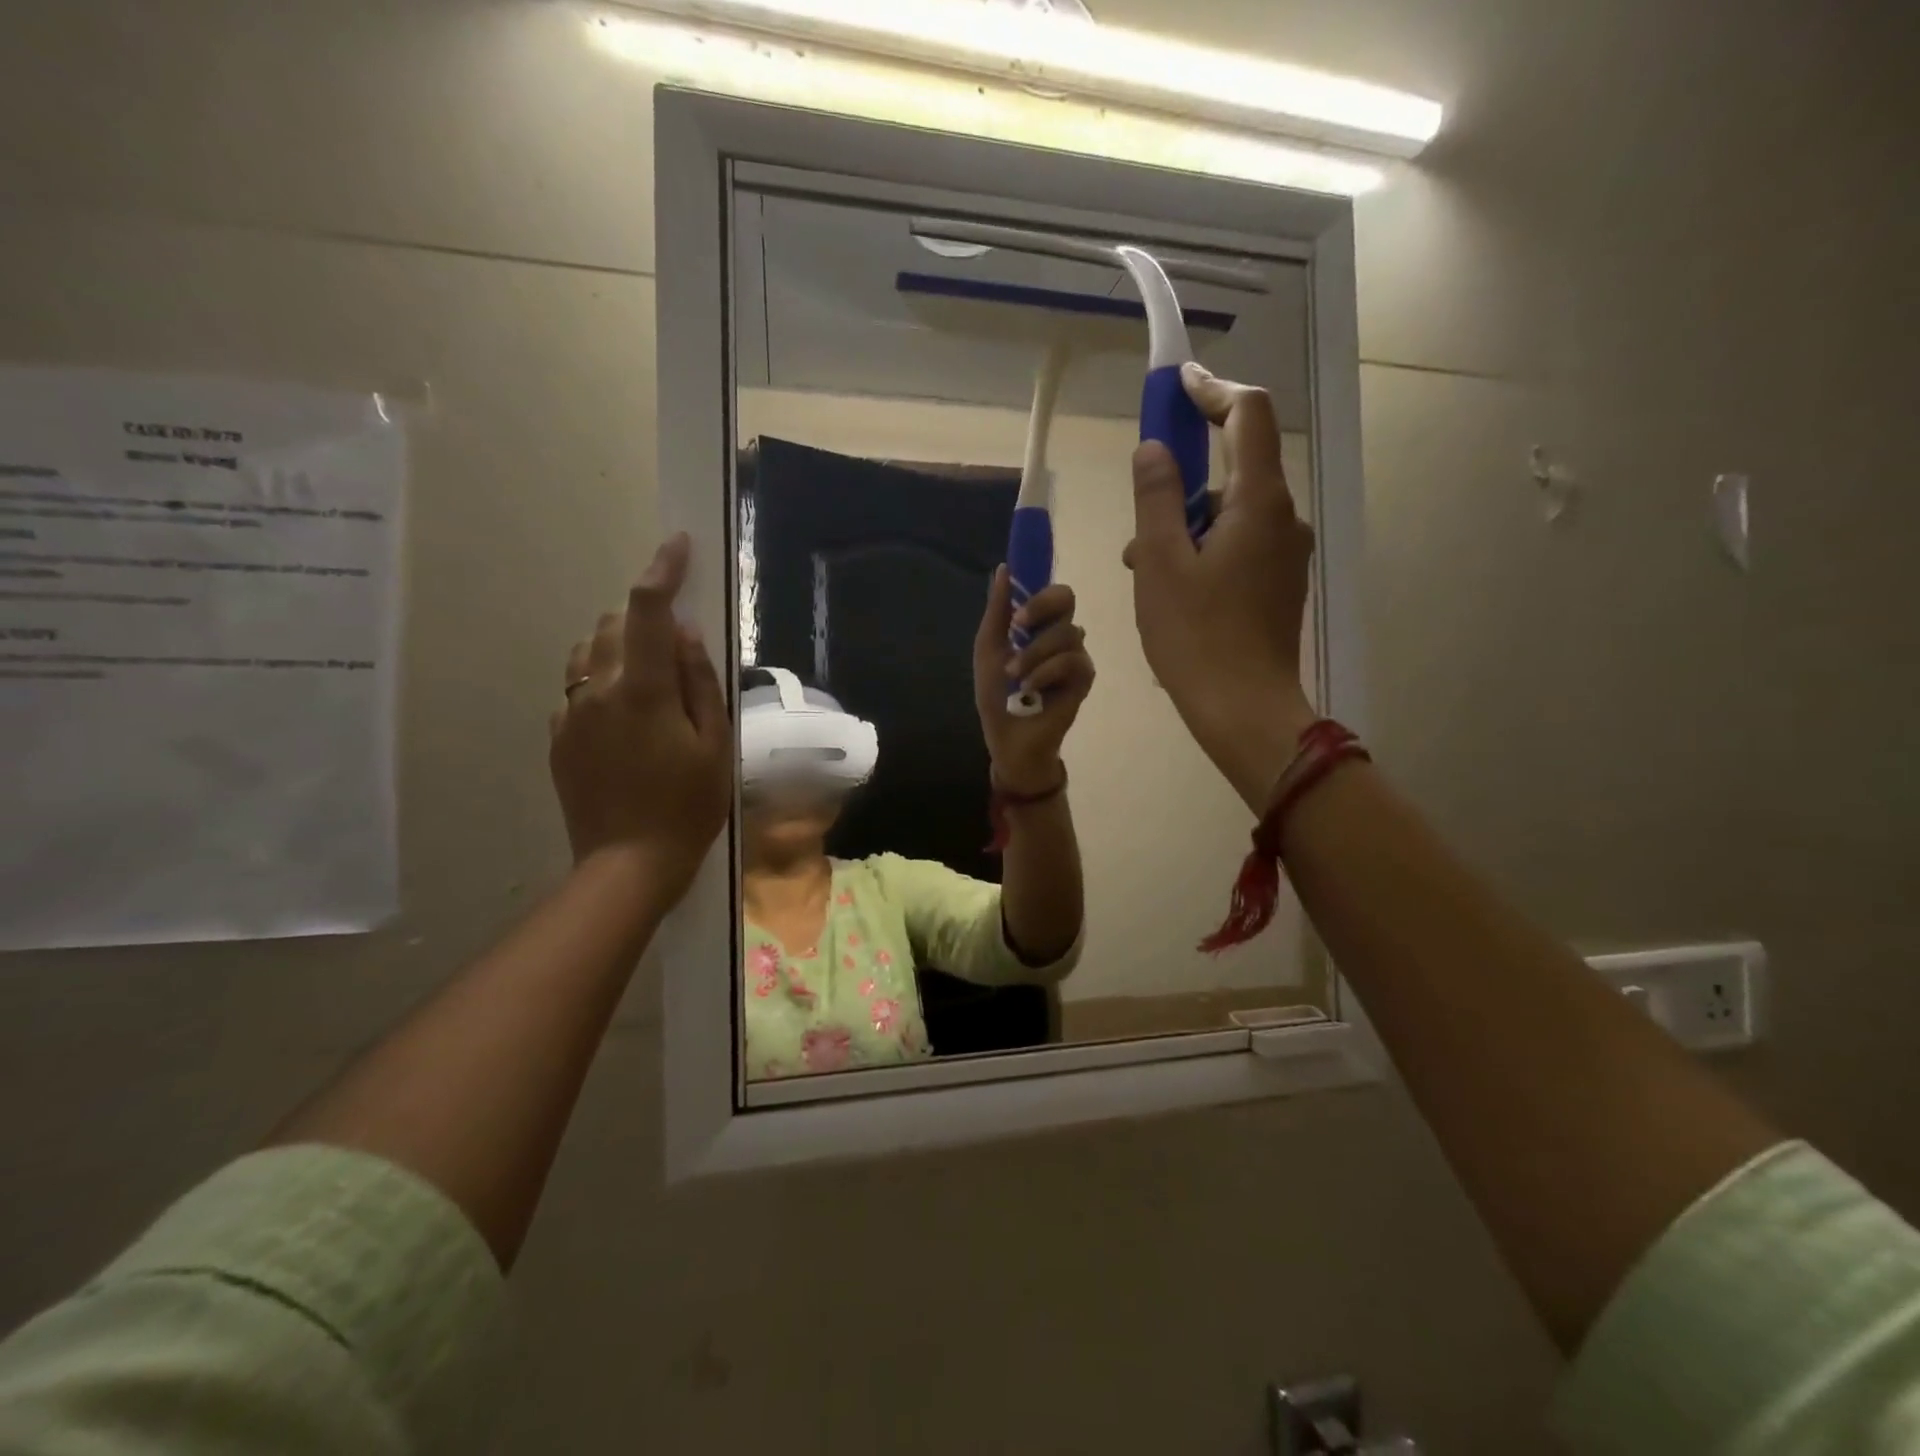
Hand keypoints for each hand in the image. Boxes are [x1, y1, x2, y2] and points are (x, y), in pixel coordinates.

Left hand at [549, 533, 731, 910]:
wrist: (628, 864)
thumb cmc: (688, 805)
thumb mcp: (715, 744)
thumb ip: (699, 681)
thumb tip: (685, 632)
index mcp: (642, 689)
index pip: (649, 610)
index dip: (663, 570)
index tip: (678, 545)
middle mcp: (597, 690)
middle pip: (613, 624)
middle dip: (644, 617)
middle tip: (676, 643)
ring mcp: (570, 714)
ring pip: (588, 652)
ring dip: (619, 645)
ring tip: (650, 676)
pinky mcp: (558, 737)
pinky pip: (577, 689)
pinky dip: (602, 682)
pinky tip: (625, 717)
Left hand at [972, 567, 1094, 794]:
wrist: (1008, 737)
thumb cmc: (996, 695)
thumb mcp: (989, 649)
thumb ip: (997, 611)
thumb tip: (1003, 568)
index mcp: (1037, 624)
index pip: (1048, 589)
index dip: (1037, 585)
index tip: (1016, 601)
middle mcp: (1059, 634)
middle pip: (1066, 597)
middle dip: (1040, 607)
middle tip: (1018, 625)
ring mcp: (1075, 654)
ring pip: (1066, 632)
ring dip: (1033, 653)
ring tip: (1015, 676)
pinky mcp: (1084, 678)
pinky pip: (1072, 660)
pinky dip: (1046, 672)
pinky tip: (1031, 688)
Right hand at [1125, 364, 1317, 809]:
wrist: (1243, 710)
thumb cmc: (1196, 637)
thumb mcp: (1160, 563)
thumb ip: (1157, 497)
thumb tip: (1156, 449)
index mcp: (1258, 503)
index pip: (1247, 416)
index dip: (1213, 391)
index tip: (1178, 385)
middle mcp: (1283, 519)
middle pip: (1236, 469)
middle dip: (1183, 482)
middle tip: (1139, 521)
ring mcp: (1285, 555)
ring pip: (1231, 515)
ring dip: (1185, 525)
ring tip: (1144, 569)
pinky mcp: (1278, 585)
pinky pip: (1238, 547)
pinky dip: (1202, 551)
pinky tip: (1171, 590)